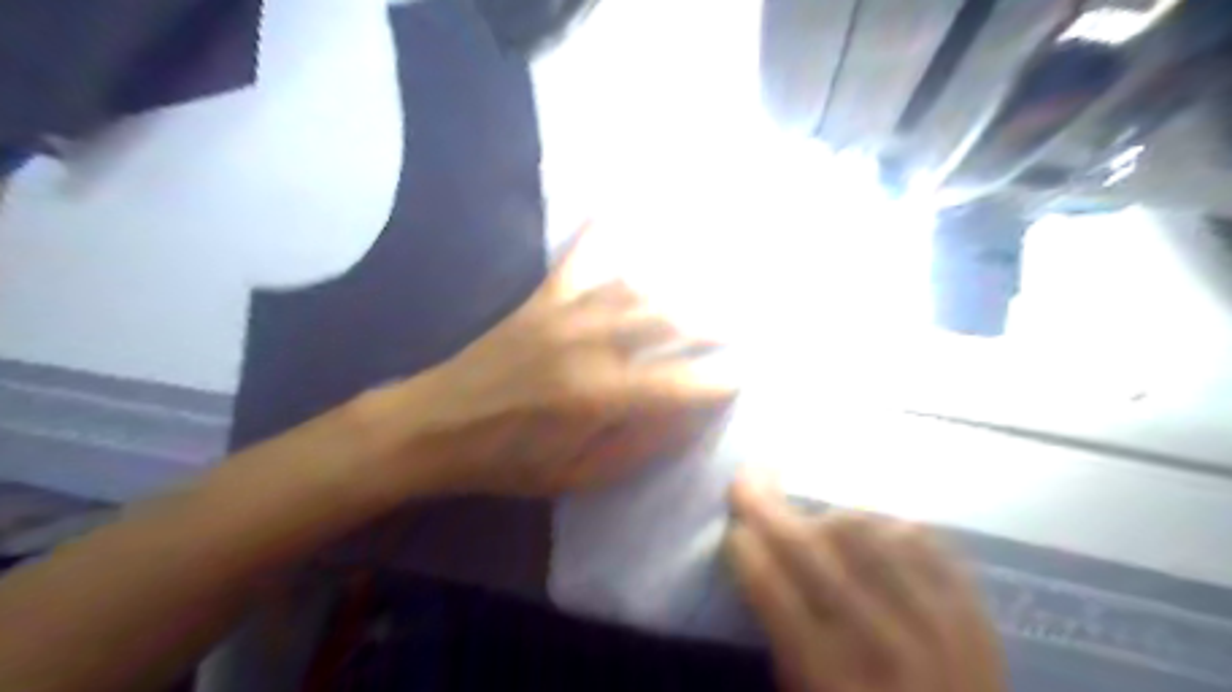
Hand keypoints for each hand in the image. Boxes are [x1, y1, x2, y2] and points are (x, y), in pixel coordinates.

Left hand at [363, 224, 734, 499]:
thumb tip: (692, 416)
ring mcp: (564, 314)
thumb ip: (641, 445)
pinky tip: (618, 202)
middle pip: (669, 321)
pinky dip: (599, 231)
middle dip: (715, 323)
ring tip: (712, 286)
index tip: (747, 375)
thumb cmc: (508, 461)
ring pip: (636, 287)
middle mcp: (589, 345)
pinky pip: (576, 256)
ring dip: (681, 286)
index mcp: (599, 397)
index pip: (680, 383)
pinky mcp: (541, 299)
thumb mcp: (579, 476)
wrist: (434, 426)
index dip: (720, 380)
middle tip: (745, 325)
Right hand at [724, 479, 1004, 691]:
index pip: (772, 590)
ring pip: (865, 531)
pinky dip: (882, 525)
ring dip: (826, 516)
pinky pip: (918, 538)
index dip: (745, 548)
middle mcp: (881, 644)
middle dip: (767, 507)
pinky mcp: (973, 609)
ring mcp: (937, 622)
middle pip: (811, 549)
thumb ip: (778, 632)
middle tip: (747, 479)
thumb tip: (755, 555)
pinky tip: (868, 532)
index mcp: (830, 678)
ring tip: (813, 521)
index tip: (734, 527)